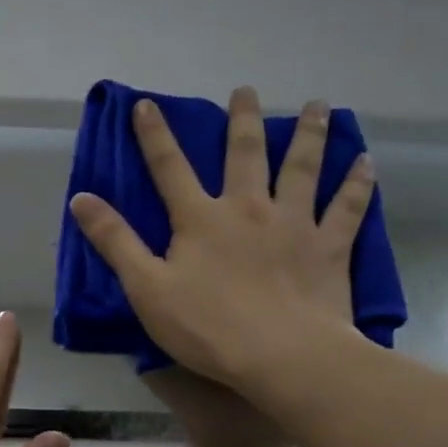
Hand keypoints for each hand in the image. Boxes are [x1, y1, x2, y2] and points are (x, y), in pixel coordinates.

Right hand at [71, 86, 378, 392]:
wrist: (281, 356)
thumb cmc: (208, 327)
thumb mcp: (146, 288)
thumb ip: (115, 242)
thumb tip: (81, 198)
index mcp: (201, 219)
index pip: (170, 168)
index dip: (154, 136)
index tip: (147, 105)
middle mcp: (248, 208)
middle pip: (245, 153)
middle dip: (242, 119)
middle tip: (246, 90)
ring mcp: (294, 223)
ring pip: (302, 168)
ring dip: (308, 134)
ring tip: (317, 106)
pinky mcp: (329, 247)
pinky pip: (347, 208)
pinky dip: (357, 184)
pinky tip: (366, 162)